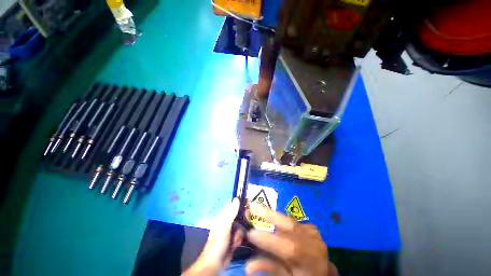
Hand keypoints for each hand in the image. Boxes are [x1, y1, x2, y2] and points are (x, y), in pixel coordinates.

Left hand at [183, 198, 243, 275]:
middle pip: (240, 215)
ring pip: (242, 225)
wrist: (217, 263)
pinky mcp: (235, 238)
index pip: (235, 205)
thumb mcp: (225, 225)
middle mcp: (228, 221)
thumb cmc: (218, 241)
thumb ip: (231, 212)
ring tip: (234, 240)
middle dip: (242, 222)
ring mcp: (232, 230)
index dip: (242, 204)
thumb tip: (237, 198)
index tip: (249, 204)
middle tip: (239, 228)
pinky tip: (234, 245)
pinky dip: (239, 239)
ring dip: (240, 233)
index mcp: (224, 215)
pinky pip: (241, 234)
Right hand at [245, 203, 337, 275]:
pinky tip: (273, 220)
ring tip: (258, 208)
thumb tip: (248, 266)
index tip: (250, 233)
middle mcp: (314, 244)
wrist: (323, 274)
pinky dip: (281, 220)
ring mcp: (314, 234)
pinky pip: (293, 222)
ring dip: (273, 215)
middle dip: (270, 214)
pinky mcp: (312, 228)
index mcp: (311, 262)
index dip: (269, 240)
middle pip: (290, 225)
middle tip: (253, 206)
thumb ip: (271, 269)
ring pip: (290, 221)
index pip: (289, 249)